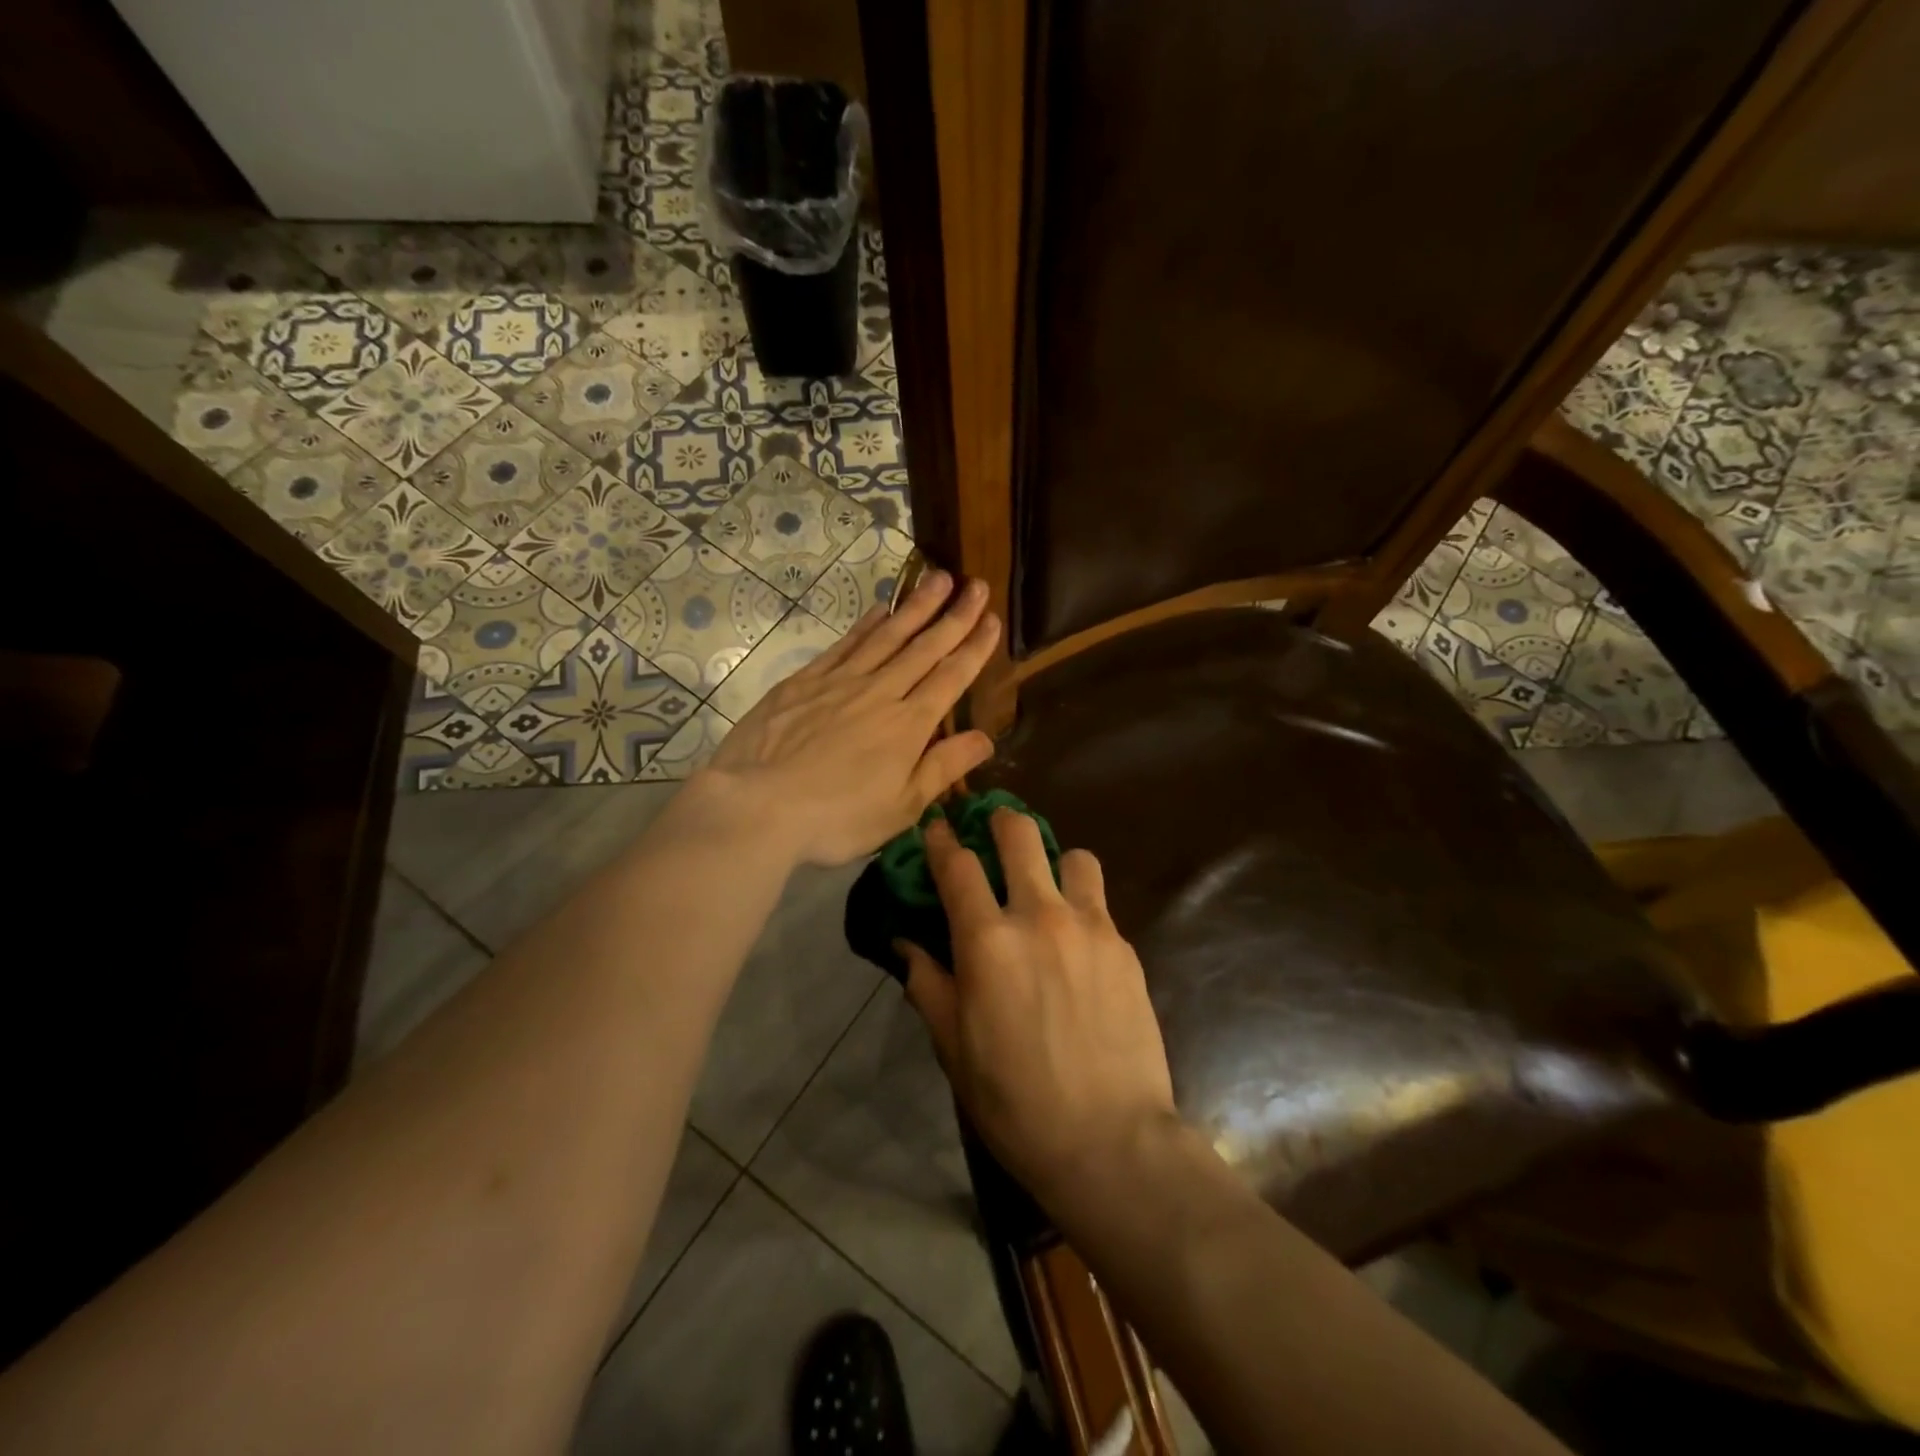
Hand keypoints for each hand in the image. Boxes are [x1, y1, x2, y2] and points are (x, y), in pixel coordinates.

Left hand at [698, 570, 1000, 866]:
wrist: (758, 805)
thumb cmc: (837, 817)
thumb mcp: (902, 807)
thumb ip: (943, 767)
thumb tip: (985, 739)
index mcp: (909, 725)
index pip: (951, 677)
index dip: (974, 647)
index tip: (992, 619)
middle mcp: (880, 692)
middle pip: (923, 647)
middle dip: (954, 615)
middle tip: (975, 584)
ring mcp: (840, 681)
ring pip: (886, 635)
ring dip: (915, 606)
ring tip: (938, 578)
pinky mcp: (804, 681)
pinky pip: (845, 644)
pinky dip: (866, 624)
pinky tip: (879, 609)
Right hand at [901, 810, 1176, 1210]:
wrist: (1110, 1140)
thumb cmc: (1015, 1100)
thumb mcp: (953, 1047)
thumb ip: (927, 984)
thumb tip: (906, 944)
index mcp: (987, 941)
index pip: (958, 865)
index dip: (943, 839)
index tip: (938, 826)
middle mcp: (1039, 916)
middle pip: (1020, 834)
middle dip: (1001, 822)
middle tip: (994, 834)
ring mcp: (1089, 927)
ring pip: (1074, 856)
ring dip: (1055, 863)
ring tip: (1049, 892)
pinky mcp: (1125, 947)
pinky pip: (1100, 903)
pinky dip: (1082, 907)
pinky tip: (1077, 946)